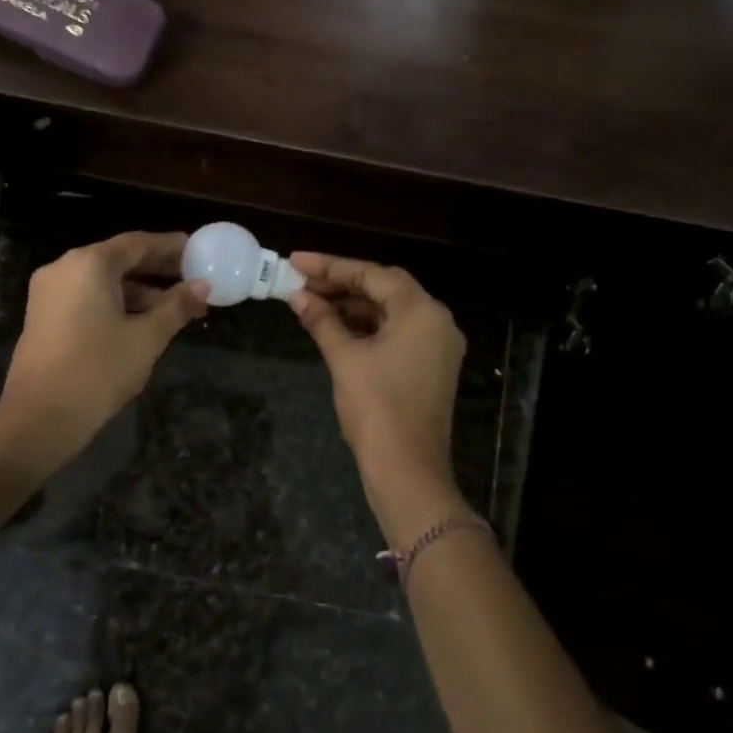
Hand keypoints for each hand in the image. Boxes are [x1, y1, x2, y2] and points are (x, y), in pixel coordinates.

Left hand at [0, 232, 208, 462]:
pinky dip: (116, 302)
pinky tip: (143, 321)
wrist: (40, 418)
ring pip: (102, 281)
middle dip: (156, 269)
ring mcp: (49, 292)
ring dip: (138, 290)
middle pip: (118, 259)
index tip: (197, 250)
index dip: (170, 246)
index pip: (137, 243)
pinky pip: (87, 297)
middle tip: (192, 276)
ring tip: (176, 306)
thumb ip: (176, 306)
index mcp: (89, 264)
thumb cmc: (99, 370)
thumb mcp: (147, 337)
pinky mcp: (43, 316)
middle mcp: (64, 268)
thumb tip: (202, 286)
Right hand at [287, 252, 467, 547]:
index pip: (372, 274)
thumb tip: (297, 297)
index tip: (296, 261)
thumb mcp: (344, 358)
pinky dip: (366, 327)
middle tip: (300, 281)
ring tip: (310, 301)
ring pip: (389, 311)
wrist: (407, 471)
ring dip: (352, 305)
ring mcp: (436, 345)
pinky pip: (395, 333)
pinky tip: (334, 326)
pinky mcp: (429, 366)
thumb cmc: (376, 408)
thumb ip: (322, 321)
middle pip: (384, 288)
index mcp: (422, 311)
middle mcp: (436, 321)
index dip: (330, 266)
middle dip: (341, 283)